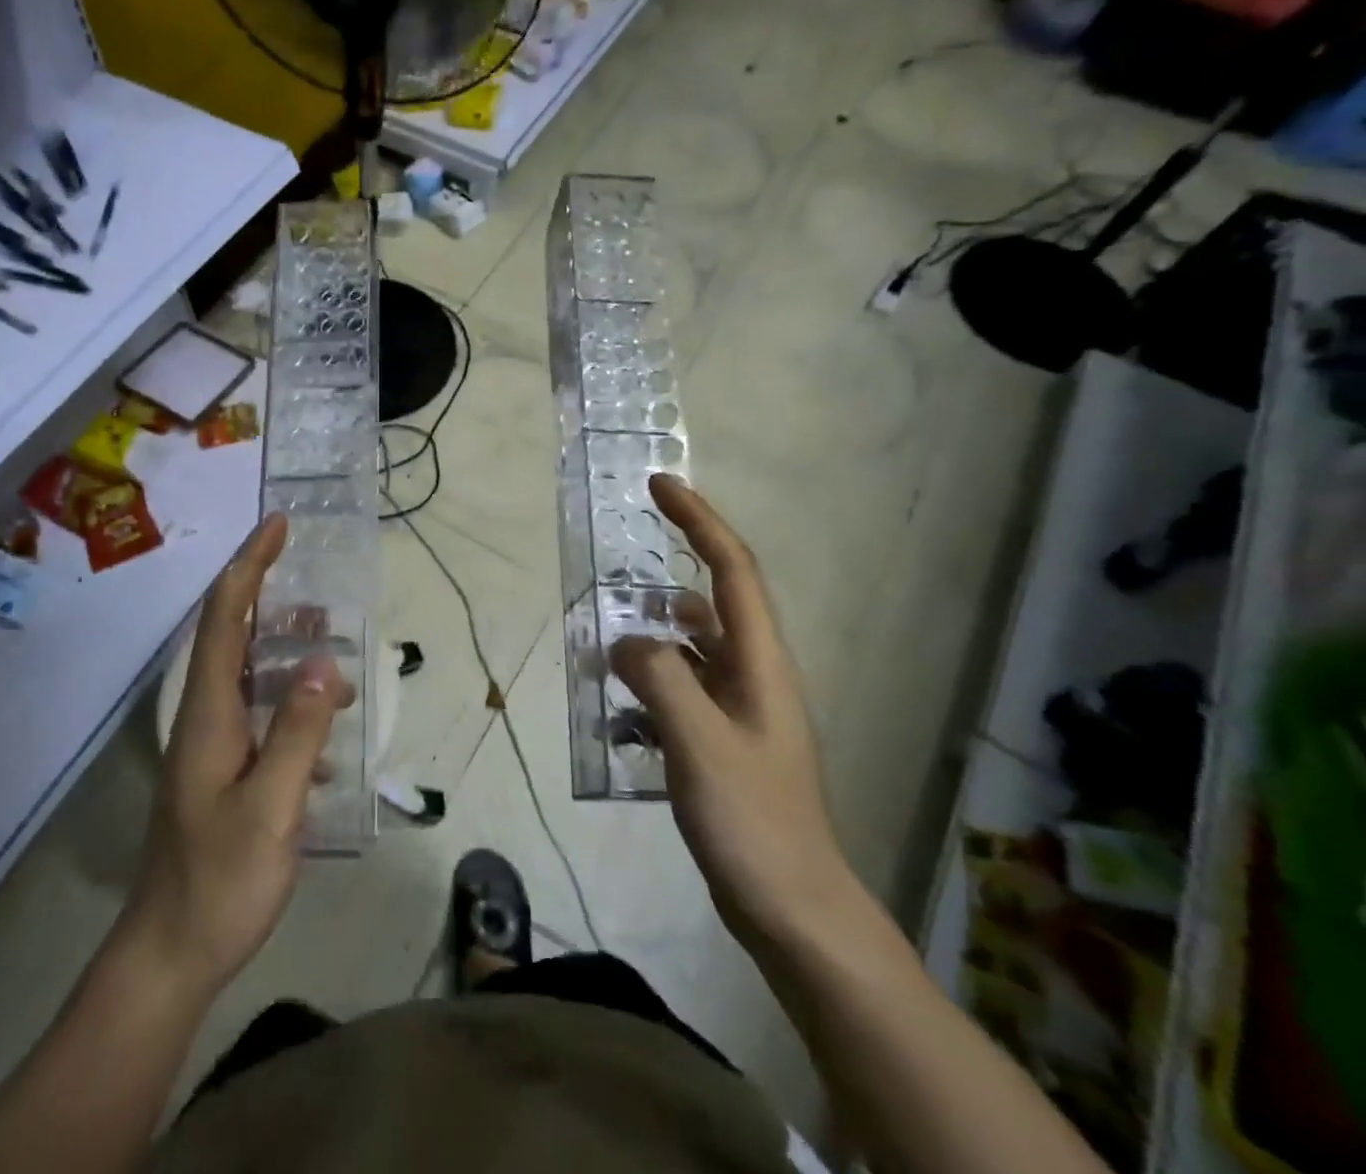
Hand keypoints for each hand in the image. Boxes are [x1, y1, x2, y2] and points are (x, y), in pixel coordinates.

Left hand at [125, 515, 350, 997]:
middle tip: (311, 570)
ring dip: (283, 644)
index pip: (225, 618)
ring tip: (328, 638)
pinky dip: (290, 694)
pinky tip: (323, 717)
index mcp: (209, 713)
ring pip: (247, 671)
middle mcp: (204, 716)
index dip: (250, 566)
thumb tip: (321, 665)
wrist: (171, 952)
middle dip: (265, 590)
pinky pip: (258, 709)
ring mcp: (211, 743)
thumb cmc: (220, 880)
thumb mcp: (271, 809)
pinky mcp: (223, 768)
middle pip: (231, 633)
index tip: (278, 526)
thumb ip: (297, 734)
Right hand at [610, 475, 858, 947]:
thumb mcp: (700, 743)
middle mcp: (754, 674)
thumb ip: (659, 679)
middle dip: (666, 575)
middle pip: (711, 602)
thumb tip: (624, 640)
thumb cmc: (753, 821)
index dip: (699, 521)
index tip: (661, 485)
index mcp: (761, 662)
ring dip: (651, 634)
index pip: (732, 570)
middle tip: (615, 568)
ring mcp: (740, 709)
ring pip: (690, 648)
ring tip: (603, 637)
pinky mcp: (723, 739)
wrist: (792, 908)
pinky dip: (649, 681)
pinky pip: (680, 689)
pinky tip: (615, 704)